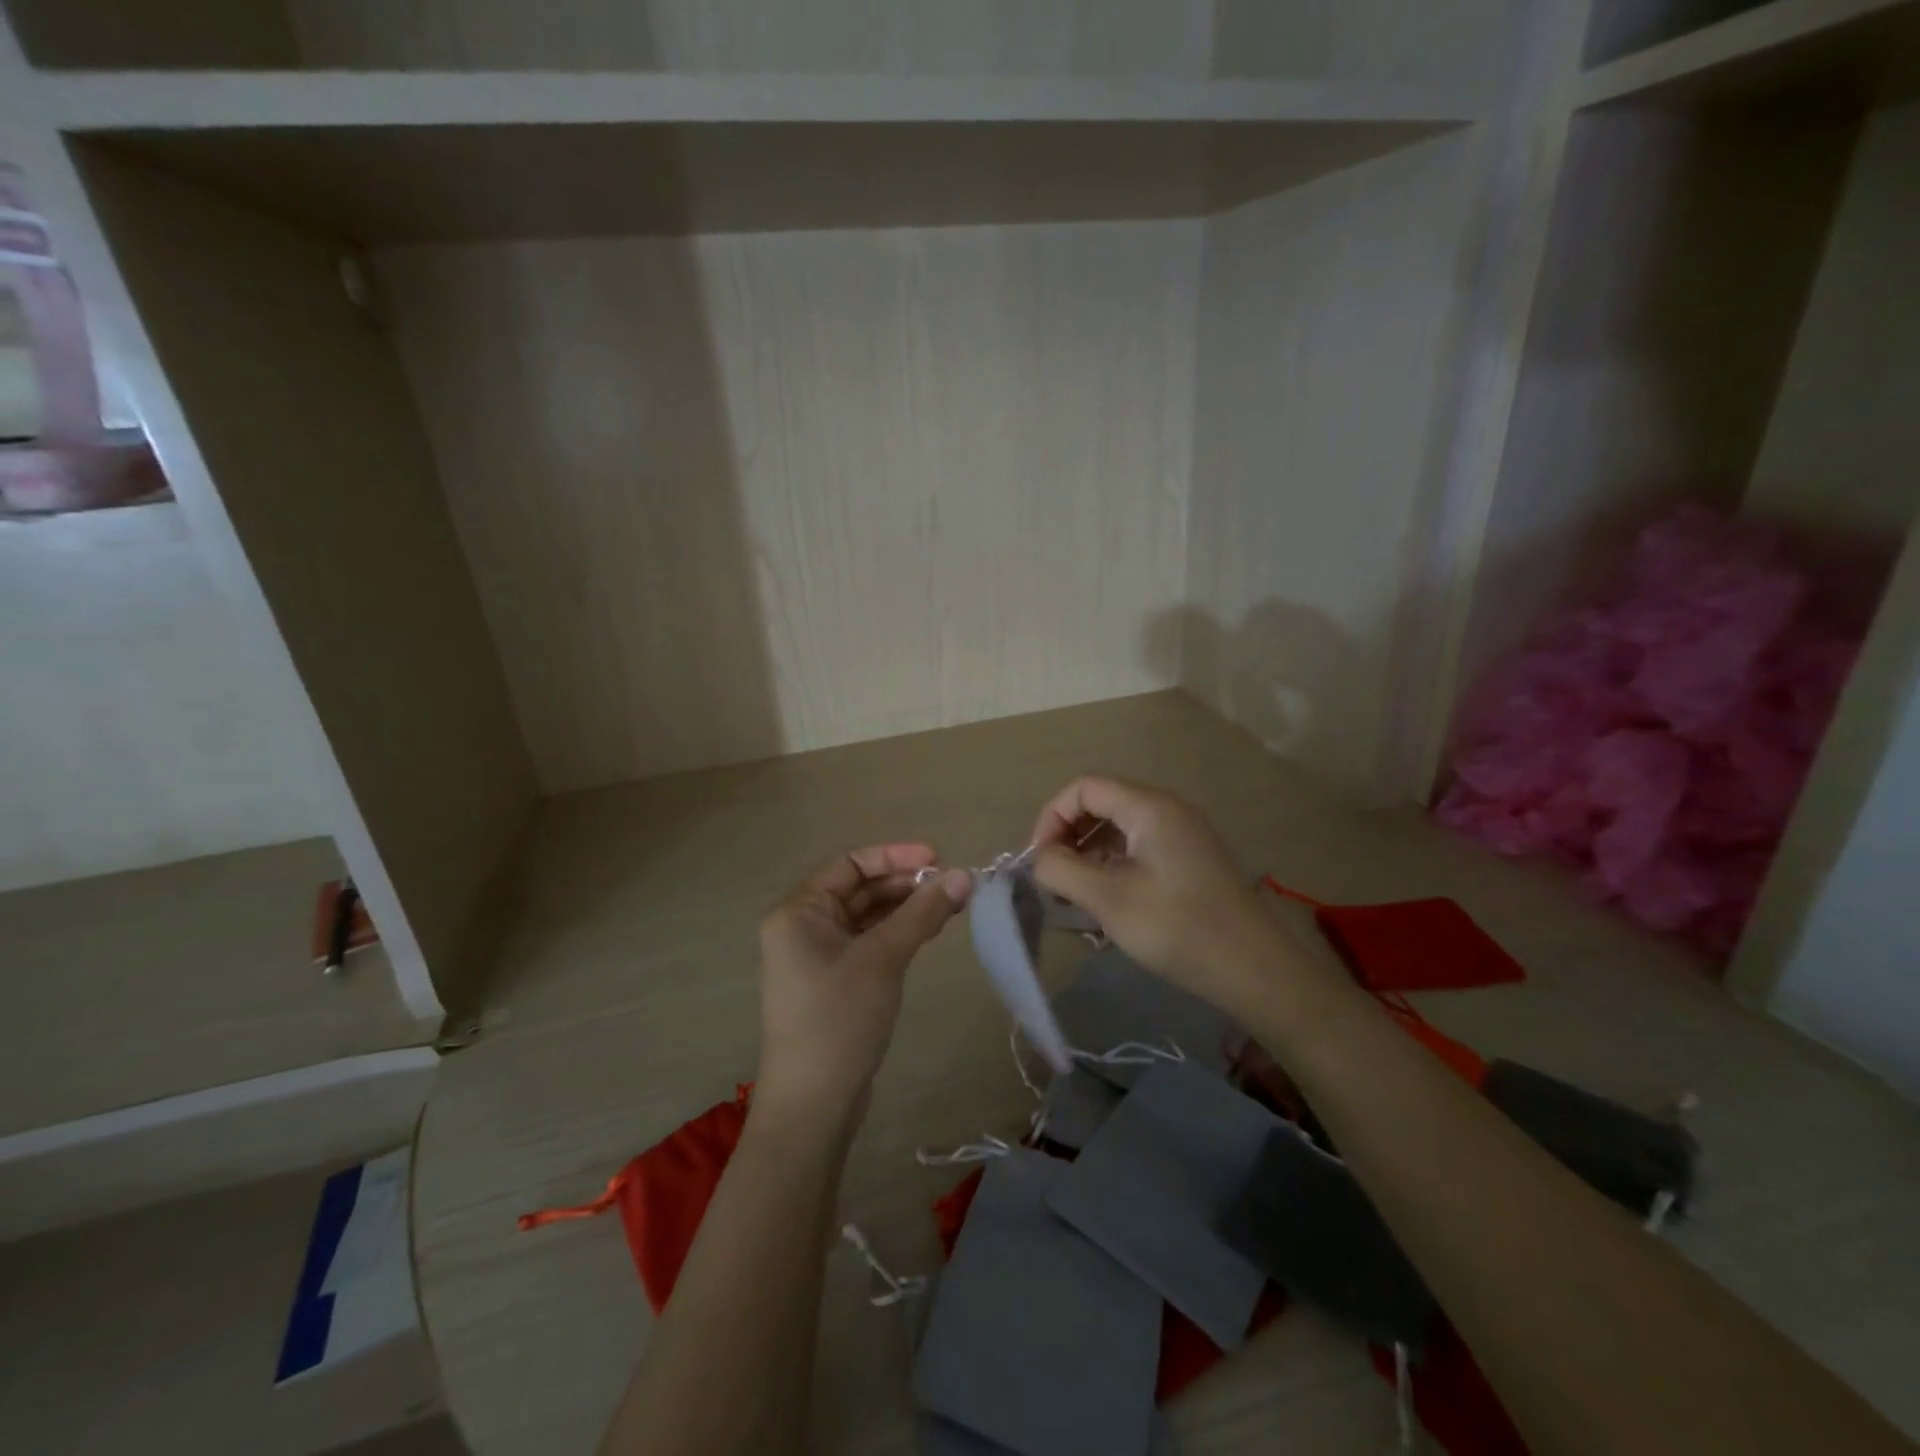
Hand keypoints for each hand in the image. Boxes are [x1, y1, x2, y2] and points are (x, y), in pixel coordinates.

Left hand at [756, 844, 971, 1125]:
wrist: (813, 1106)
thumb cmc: (839, 1019)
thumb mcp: (883, 958)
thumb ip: (922, 913)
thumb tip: (964, 875)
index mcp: (799, 910)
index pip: (850, 864)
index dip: (895, 856)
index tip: (939, 860)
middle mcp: (803, 926)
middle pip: (859, 888)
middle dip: (905, 884)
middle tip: (953, 886)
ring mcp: (816, 956)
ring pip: (867, 916)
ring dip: (905, 908)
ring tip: (950, 906)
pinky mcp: (833, 982)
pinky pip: (868, 942)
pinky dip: (897, 933)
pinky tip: (928, 932)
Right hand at [1028, 777, 1311, 1022]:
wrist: (1256, 970)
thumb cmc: (1178, 928)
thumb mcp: (1108, 900)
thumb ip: (1061, 870)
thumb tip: (1038, 857)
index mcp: (1148, 807)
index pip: (1083, 788)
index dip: (1051, 818)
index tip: (1038, 861)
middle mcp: (1166, 809)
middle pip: (1100, 805)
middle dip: (1067, 838)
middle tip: (1052, 881)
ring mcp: (1182, 834)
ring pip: (1118, 830)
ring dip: (1088, 856)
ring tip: (1073, 899)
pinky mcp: (1189, 860)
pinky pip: (1138, 849)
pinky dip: (1112, 868)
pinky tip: (1104, 905)